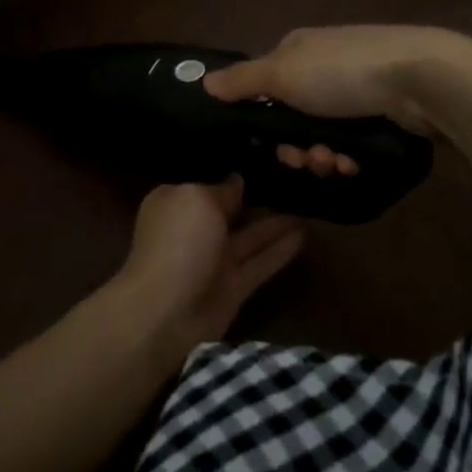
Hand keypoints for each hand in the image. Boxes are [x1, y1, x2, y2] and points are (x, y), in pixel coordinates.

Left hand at [115, 178, 303, 353]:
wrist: (166, 313)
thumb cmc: (178, 242)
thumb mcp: (198, 199)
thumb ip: (221, 190)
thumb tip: (236, 181)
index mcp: (176, 201)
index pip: (206, 180)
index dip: (230, 170)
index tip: (259, 158)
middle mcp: (195, 227)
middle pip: (230, 208)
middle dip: (256, 194)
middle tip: (292, 177)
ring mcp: (215, 258)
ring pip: (250, 235)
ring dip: (275, 221)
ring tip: (305, 201)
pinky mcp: (233, 286)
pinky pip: (261, 261)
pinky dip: (280, 249)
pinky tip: (305, 233)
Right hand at [203, 25, 443, 175]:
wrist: (421, 78)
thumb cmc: (342, 72)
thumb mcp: (283, 73)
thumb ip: (243, 80)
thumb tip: (204, 82)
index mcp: (297, 50)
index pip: (265, 87)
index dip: (263, 119)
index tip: (269, 145)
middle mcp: (323, 65)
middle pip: (293, 116)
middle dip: (297, 145)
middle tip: (307, 160)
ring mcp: (356, 87)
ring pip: (323, 133)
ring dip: (322, 155)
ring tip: (336, 164)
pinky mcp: (382, 110)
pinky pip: (353, 140)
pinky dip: (350, 155)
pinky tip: (355, 163)